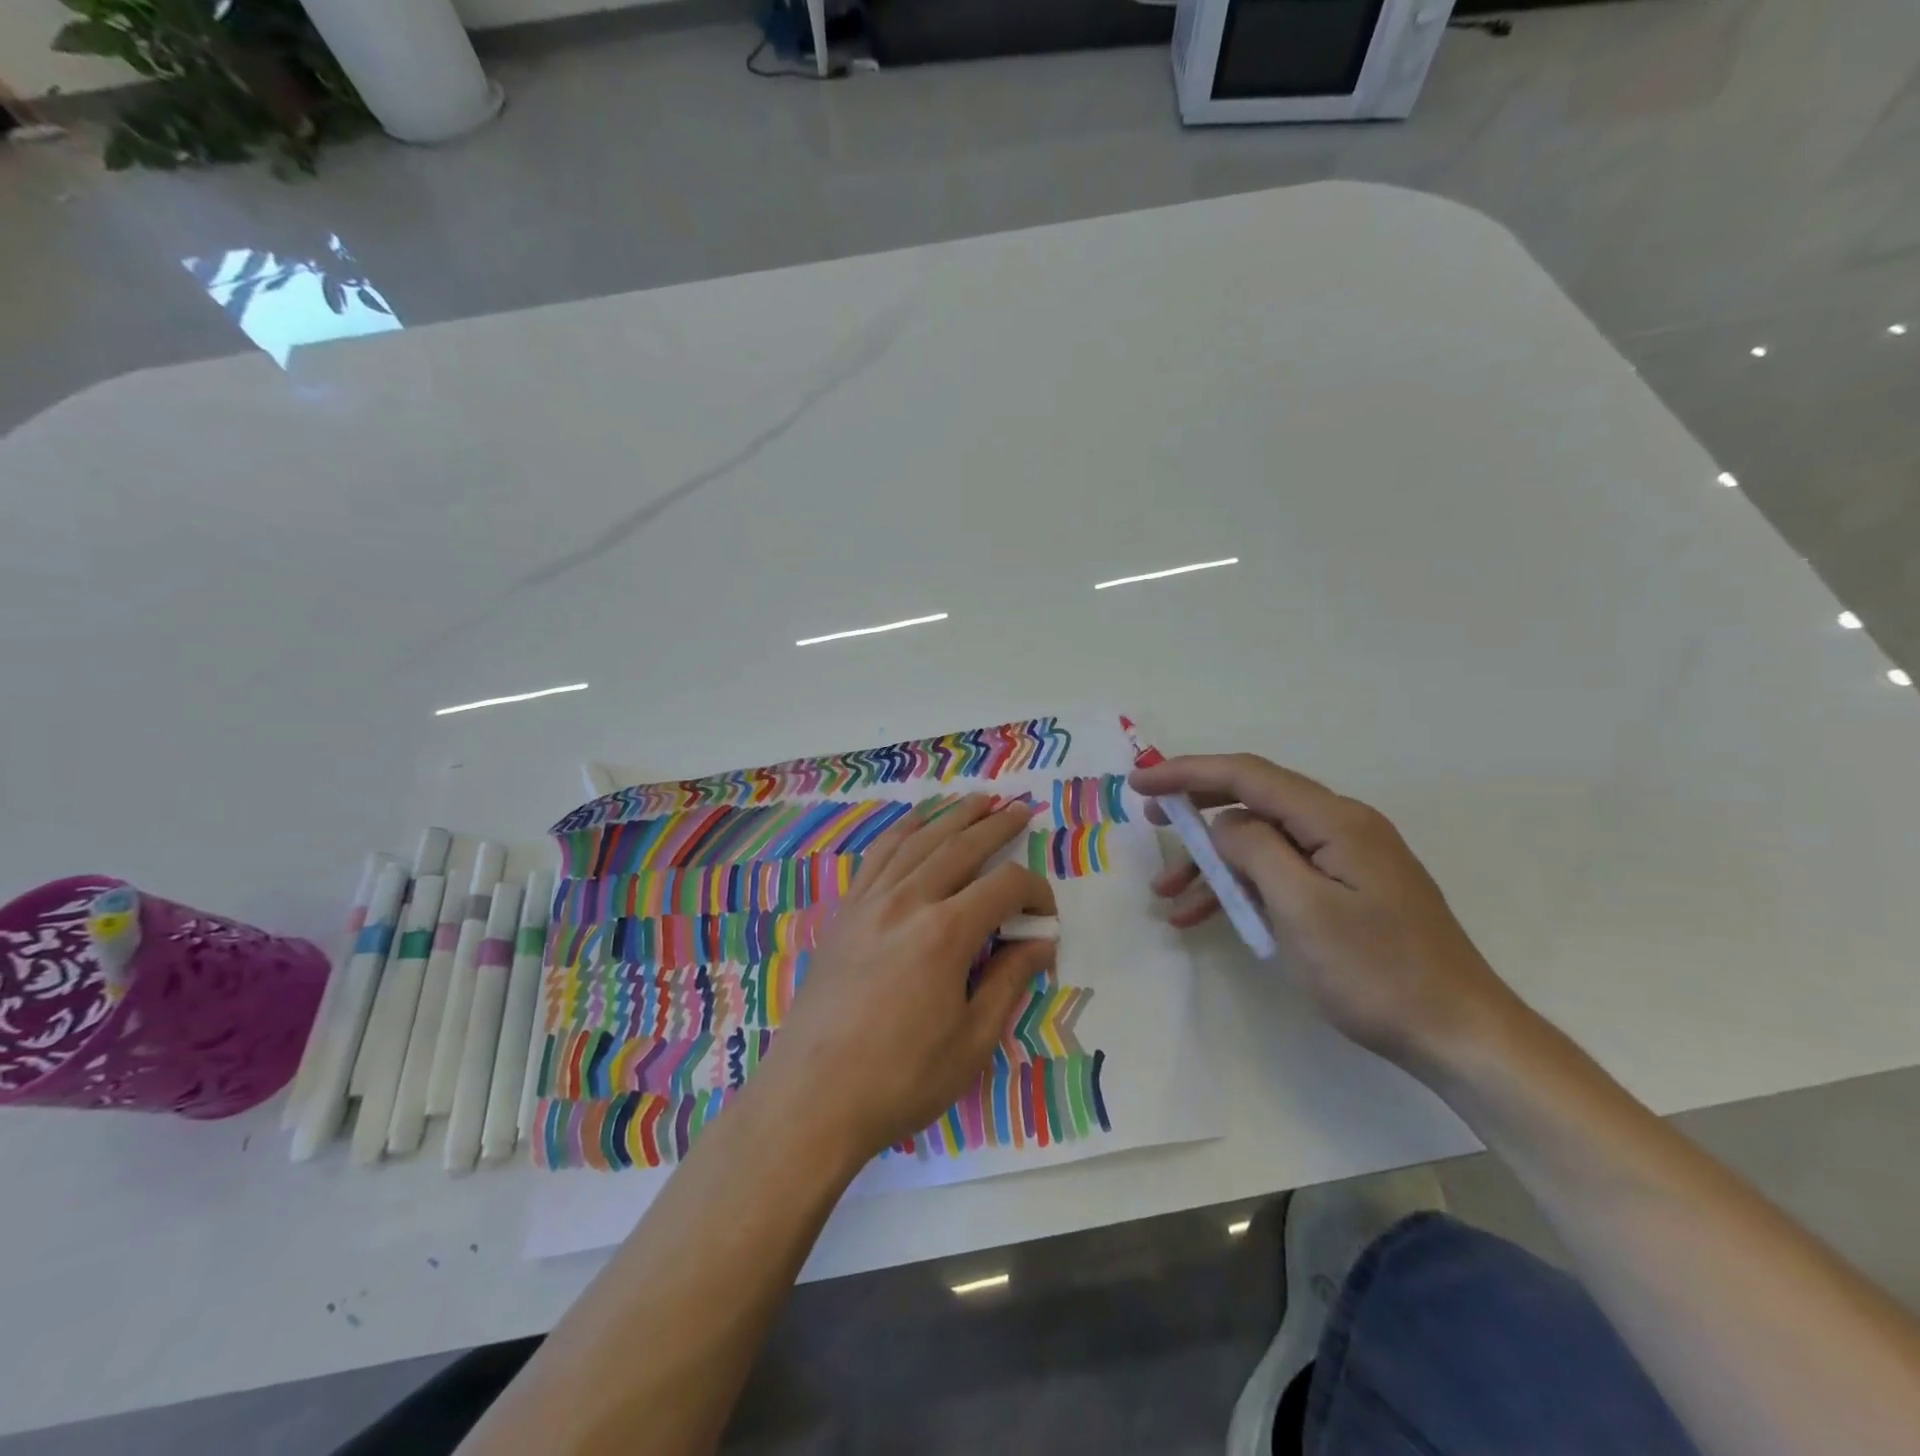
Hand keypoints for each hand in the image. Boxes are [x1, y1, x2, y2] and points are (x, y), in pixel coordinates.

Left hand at [763, 795, 1057, 1162]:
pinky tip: (915, 823)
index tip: (1047, 917)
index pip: (1004, 887)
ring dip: (951, 816)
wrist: (813, 1097)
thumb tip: (1040, 943)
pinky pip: (877, 856)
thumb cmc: (901, 1079)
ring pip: (918, 841)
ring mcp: (870, 902)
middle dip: (996, 824)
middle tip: (1021, 809)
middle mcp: (908, 901)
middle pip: (961, 847)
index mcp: (945, 933)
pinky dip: (902, 831)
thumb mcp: (972, 1041)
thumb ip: (1009, 981)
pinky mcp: (845, 913)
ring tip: (977, 799)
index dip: (1035, 892)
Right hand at [1132, 754, 1520, 1074]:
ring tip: (1170, 900)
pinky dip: (1244, 889)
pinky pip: (1282, 873)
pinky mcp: (1347, 889)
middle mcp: (1341, 826)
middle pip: (1254, 802)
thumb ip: (1256, 851)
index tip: (1141, 784)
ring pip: (1263, 844)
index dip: (1189, 772)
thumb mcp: (1303, 909)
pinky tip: (1213, 916)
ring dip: (1215, 866)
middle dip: (1198, 813)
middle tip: (1151, 823)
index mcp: (1335, 820)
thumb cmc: (1376, 972)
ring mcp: (1346, 859)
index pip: (1249, 776)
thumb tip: (1224, 825)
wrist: (1459, 1035)